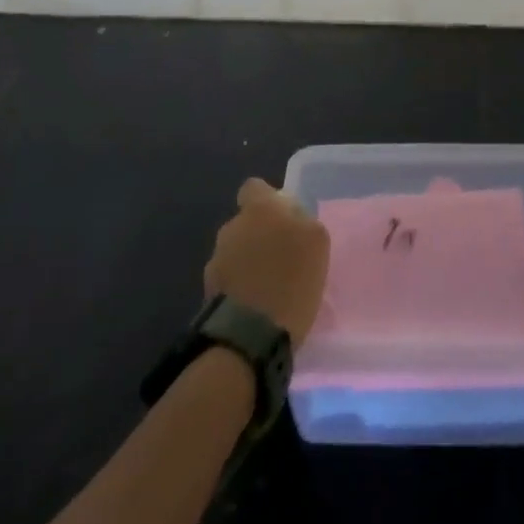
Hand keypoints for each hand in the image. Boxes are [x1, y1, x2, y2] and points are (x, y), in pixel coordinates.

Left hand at [203, 179, 329, 344]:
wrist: (249, 336)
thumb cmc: (291, 279)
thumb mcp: (316, 242)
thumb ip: (302, 221)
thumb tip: (291, 218)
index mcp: (258, 208)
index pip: (254, 187)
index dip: (267, 199)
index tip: (283, 218)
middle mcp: (232, 227)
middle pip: (245, 222)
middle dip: (258, 234)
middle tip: (280, 257)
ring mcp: (215, 259)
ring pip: (235, 251)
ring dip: (248, 262)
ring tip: (267, 286)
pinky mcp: (207, 292)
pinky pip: (228, 280)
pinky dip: (239, 287)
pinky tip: (254, 306)